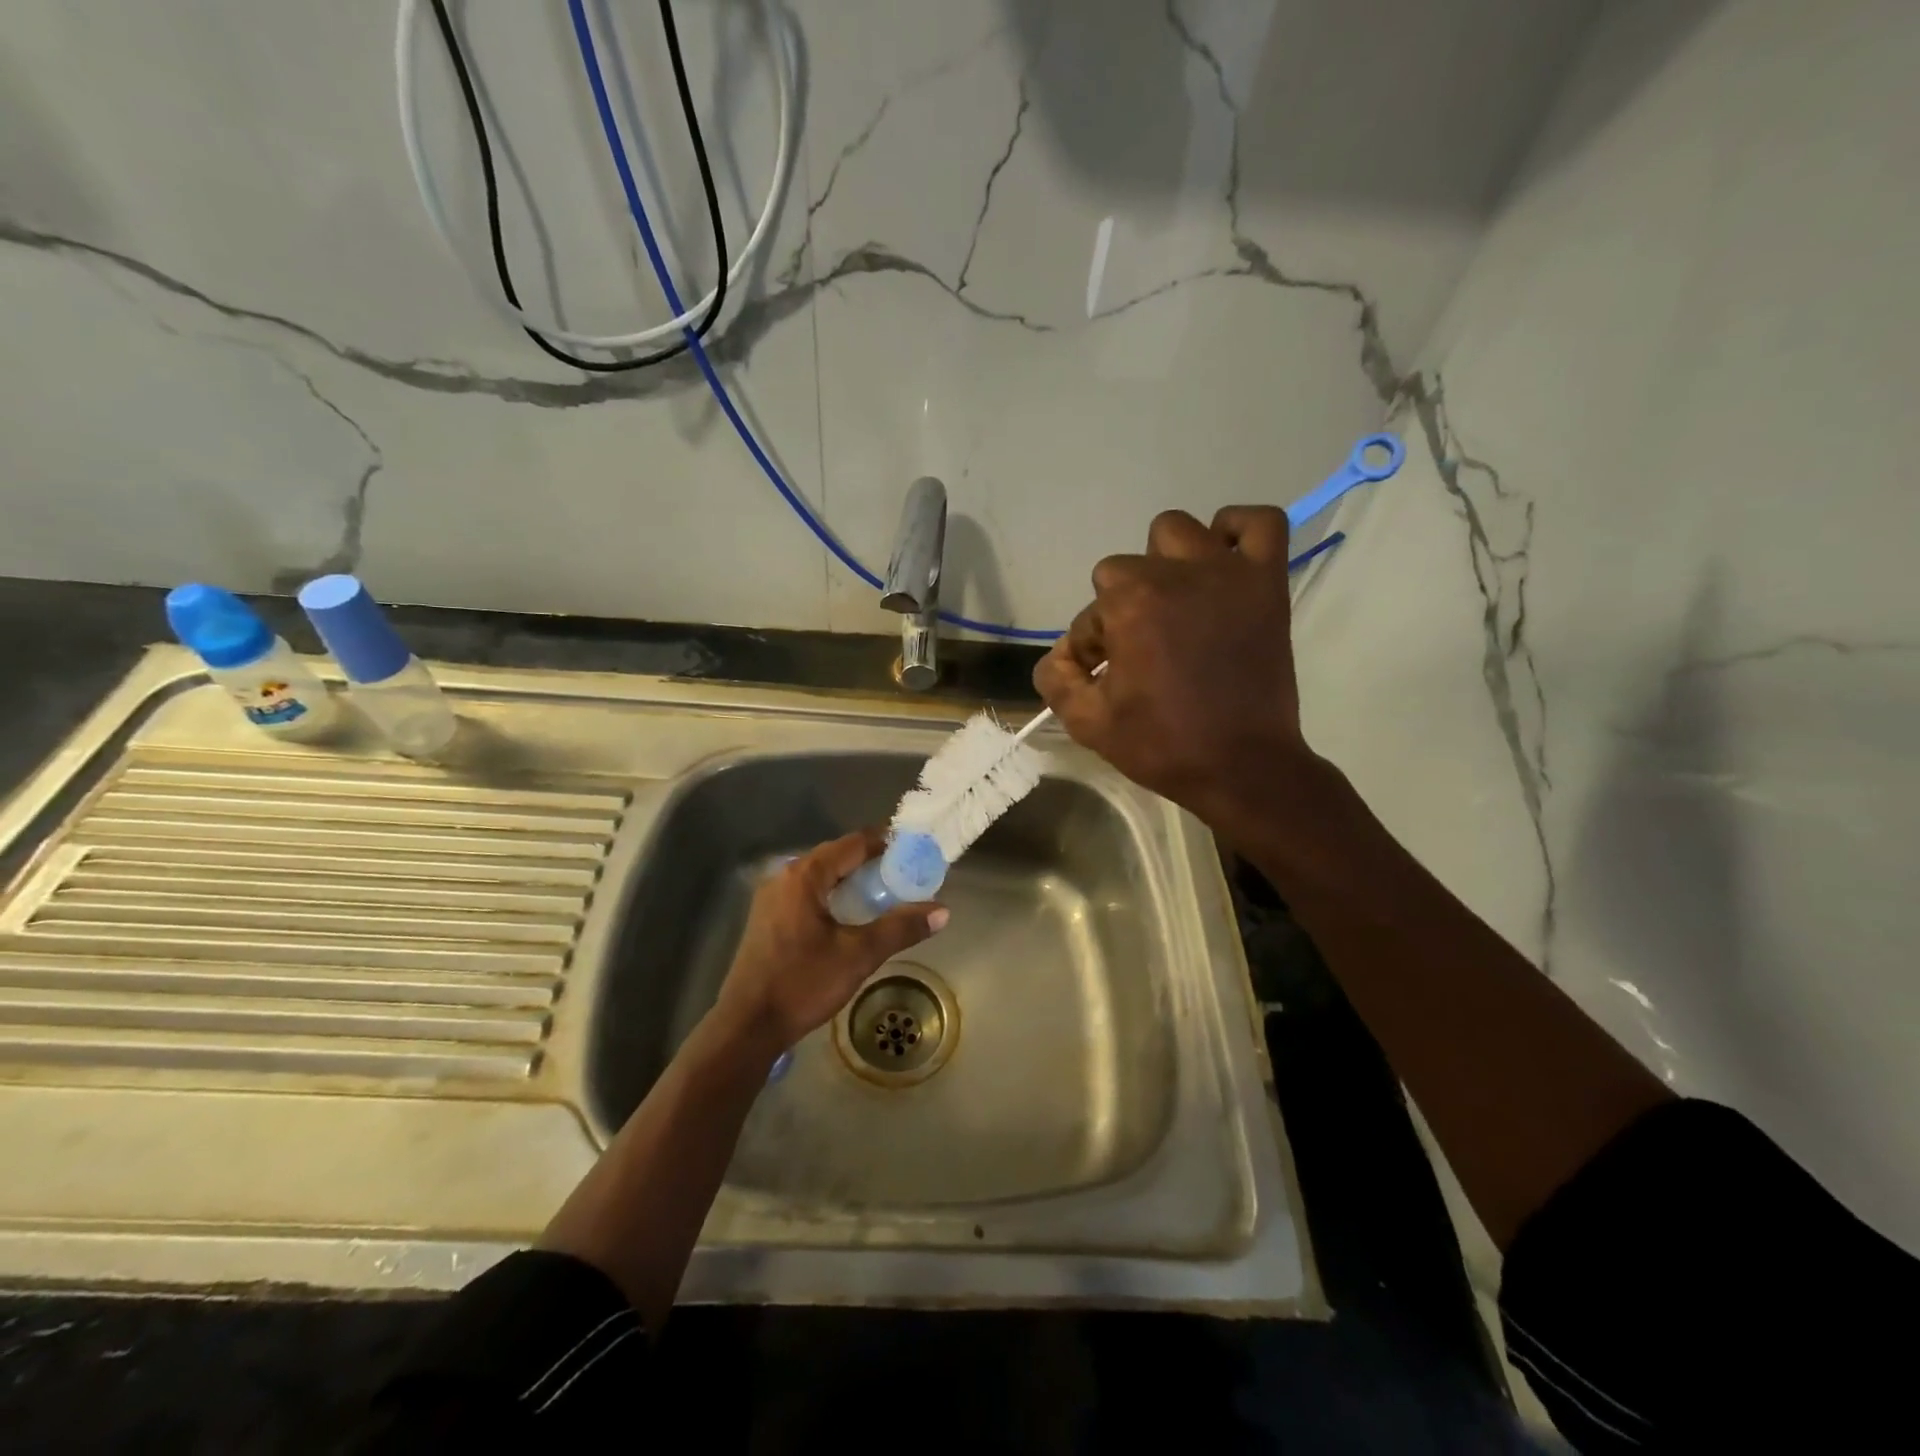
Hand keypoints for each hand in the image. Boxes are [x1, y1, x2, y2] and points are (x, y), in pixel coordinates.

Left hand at [713, 828, 946, 1055]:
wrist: (747, 1027)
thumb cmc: (802, 983)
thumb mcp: (859, 955)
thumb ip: (900, 928)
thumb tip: (943, 911)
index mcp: (805, 875)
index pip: (854, 843)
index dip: (887, 844)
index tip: (915, 851)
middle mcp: (785, 876)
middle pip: (836, 856)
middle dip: (872, 862)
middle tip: (906, 875)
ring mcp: (771, 898)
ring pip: (821, 877)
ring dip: (852, 880)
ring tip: (885, 893)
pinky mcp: (767, 918)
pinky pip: (808, 894)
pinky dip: (833, 896)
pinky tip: (851, 916)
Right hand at [1033, 506, 1315, 825]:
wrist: (1242, 767)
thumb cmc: (1162, 745)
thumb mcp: (1087, 722)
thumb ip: (1056, 679)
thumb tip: (1061, 653)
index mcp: (1130, 604)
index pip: (1091, 612)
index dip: (1092, 647)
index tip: (1107, 676)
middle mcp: (1176, 573)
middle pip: (1124, 569)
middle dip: (1121, 607)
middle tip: (1139, 648)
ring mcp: (1228, 573)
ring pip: (1178, 531)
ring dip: (1164, 562)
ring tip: (1174, 603)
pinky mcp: (1266, 584)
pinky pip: (1261, 524)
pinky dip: (1238, 530)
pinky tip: (1222, 559)